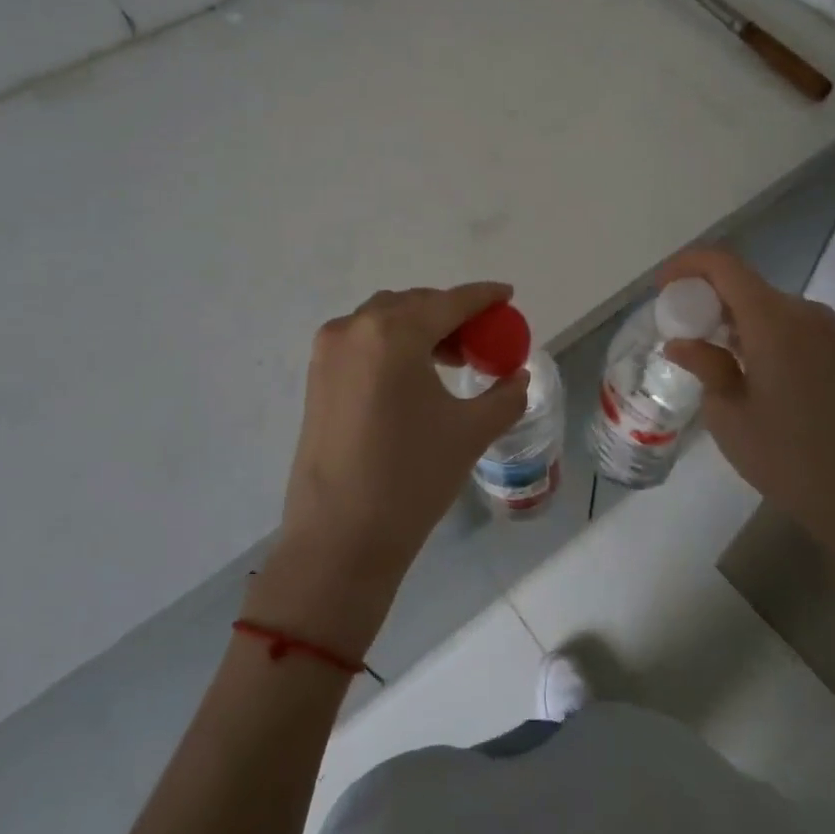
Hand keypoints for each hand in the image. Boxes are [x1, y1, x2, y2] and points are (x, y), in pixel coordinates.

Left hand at [251, 284, 528, 655]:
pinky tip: (414, 374)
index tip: (508, 295)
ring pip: (385, 319)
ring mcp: (329, 351)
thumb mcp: (470, 432)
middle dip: (451, 313)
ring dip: (420, 327)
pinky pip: (363, 340)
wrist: (339, 539)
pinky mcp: (316, 375)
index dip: (483, 296)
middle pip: (415, 304)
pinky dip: (392, 343)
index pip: (450, 302)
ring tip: (451, 358)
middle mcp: (356, 328)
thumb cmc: (411, 478)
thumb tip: (518, 377)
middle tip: (482, 338)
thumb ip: (504, 395)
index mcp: (394, 333)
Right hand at [660, 248, 834, 568]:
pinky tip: (770, 379)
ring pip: (779, 310)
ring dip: (747, 323)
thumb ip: (705, 365)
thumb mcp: (728, 416)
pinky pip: (805, 331)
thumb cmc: (786, 458)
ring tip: (729, 362)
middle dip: (714, 301)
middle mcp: (810, 314)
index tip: (664, 287)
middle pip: (751, 287)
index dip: (688, 266)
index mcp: (774, 321)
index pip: (724, 266)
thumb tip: (681, 343)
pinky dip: (777, 338)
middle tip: (690, 333)